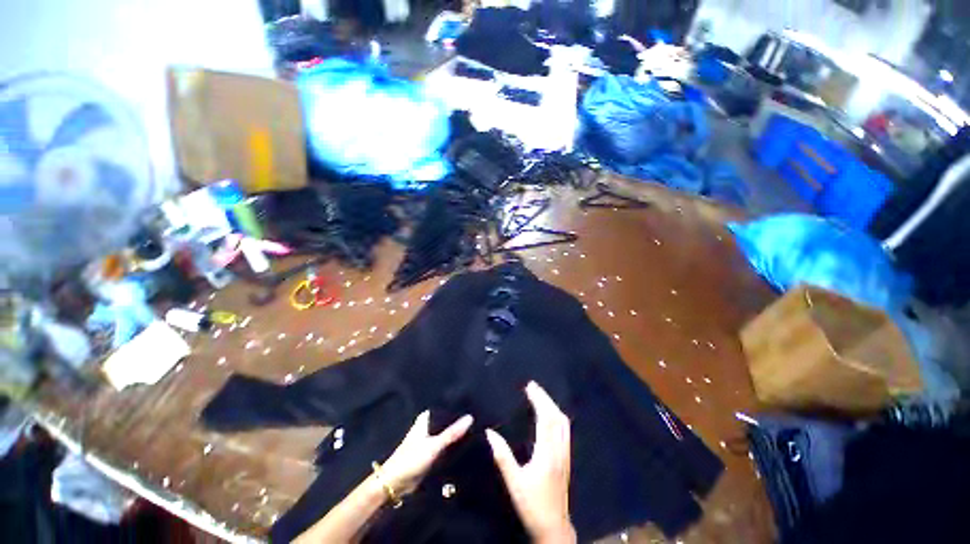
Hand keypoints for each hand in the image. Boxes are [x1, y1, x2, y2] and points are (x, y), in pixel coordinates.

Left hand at [381, 411, 472, 494]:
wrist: (395, 485)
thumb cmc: (411, 459)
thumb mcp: (434, 445)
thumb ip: (452, 433)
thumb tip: (470, 417)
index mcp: (425, 420)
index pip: (443, 409)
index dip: (456, 407)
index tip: (472, 404)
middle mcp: (427, 428)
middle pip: (446, 423)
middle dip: (458, 422)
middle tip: (478, 418)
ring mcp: (429, 442)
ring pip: (446, 436)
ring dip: (456, 436)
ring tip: (477, 430)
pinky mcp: (430, 456)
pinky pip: (445, 448)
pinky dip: (453, 448)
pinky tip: (467, 447)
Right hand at [486, 382, 575, 543]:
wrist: (554, 527)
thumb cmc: (532, 504)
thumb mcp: (514, 482)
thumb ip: (502, 456)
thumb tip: (490, 433)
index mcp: (547, 453)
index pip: (545, 419)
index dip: (538, 400)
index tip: (529, 387)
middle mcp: (559, 450)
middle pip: (557, 417)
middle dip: (546, 398)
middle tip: (534, 386)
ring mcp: (565, 454)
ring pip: (563, 423)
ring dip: (552, 406)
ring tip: (541, 396)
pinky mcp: (566, 459)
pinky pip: (565, 430)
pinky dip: (557, 416)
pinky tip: (551, 416)